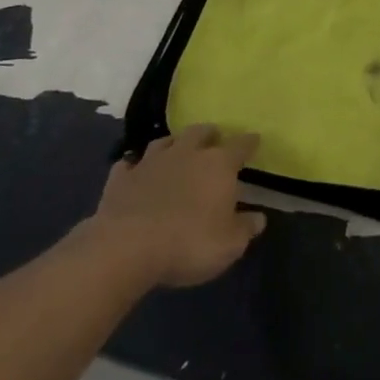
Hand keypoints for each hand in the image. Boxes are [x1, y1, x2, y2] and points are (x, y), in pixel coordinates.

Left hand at [89, 124, 266, 288]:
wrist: (126, 248)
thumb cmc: (188, 243)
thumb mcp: (229, 244)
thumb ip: (246, 228)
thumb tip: (258, 217)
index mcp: (218, 164)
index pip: (241, 145)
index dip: (250, 142)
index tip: (255, 140)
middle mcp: (186, 153)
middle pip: (200, 132)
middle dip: (210, 134)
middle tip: (214, 141)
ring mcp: (150, 162)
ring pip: (165, 141)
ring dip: (174, 144)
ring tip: (177, 150)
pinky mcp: (121, 179)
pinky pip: (129, 165)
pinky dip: (134, 167)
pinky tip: (135, 172)